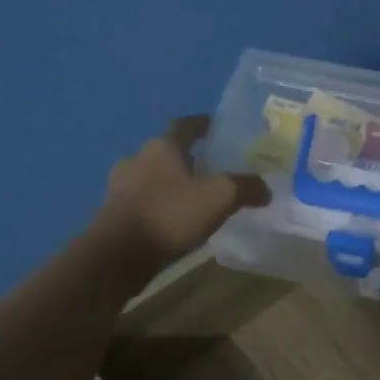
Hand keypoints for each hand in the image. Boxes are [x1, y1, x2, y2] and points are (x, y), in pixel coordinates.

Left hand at [96, 115, 270, 273]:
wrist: (118, 256)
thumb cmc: (170, 215)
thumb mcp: (220, 198)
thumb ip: (246, 187)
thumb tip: (265, 188)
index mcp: (163, 147)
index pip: (185, 125)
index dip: (202, 124)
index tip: (215, 125)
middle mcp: (138, 159)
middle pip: (166, 151)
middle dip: (187, 157)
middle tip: (210, 166)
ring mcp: (121, 187)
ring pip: (152, 176)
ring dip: (170, 182)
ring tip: (193, 196)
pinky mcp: (113, 213)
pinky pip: (143, 201)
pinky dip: (159, 204)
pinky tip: (173, 220)